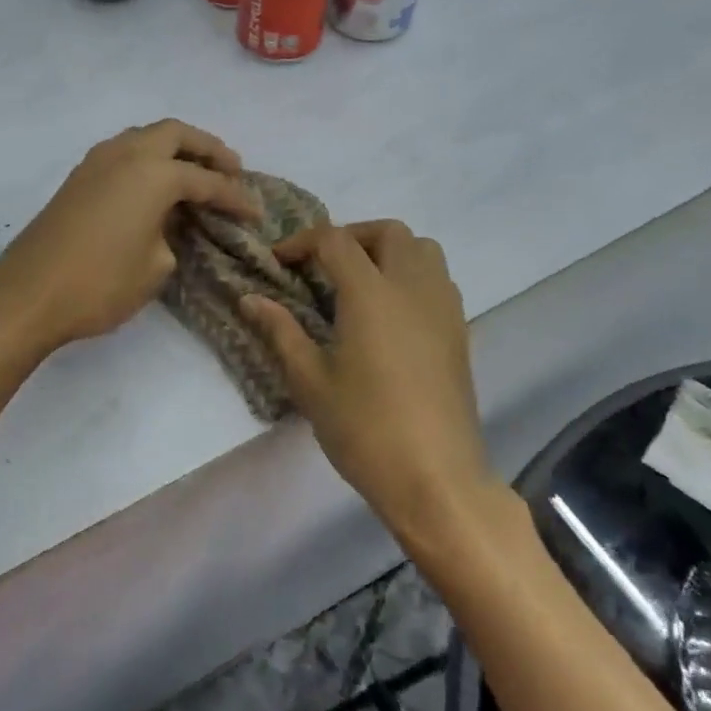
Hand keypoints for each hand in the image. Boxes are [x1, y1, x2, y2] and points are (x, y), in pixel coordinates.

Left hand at [0, 120, 259, 353]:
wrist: (28, 294)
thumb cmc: (100, 284)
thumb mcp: (155, 268)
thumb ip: (172, 236)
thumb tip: (167, 226)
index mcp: (154, 173)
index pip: (207, 180)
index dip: (236, 198)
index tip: (256, 213)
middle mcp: (126, 154)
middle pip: (176, 133)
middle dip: (208, 148)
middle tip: (231, 169)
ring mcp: (96, 162)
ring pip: (145, 137)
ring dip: (174, 148)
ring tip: (195, 171)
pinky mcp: (77, 178)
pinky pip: (123, 153)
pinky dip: (147, 159)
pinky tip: (155, 184)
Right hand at [242, 222, 500, 545]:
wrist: (436, 478)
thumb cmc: (364, 428)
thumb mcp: (310, 381)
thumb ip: (281, 331)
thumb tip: (250, 298)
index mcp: (371, 294)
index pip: (335, 240)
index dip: (302, 242)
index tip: (279, 264)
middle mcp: (412, 287)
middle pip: (388, 232)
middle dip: (350, 236)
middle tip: (321, 264)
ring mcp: (443, 308)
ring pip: (422, 249)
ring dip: (387, 251)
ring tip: (358, 282)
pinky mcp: (460, 332)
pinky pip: (437, 279)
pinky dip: (411, 275)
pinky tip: (389, 313)